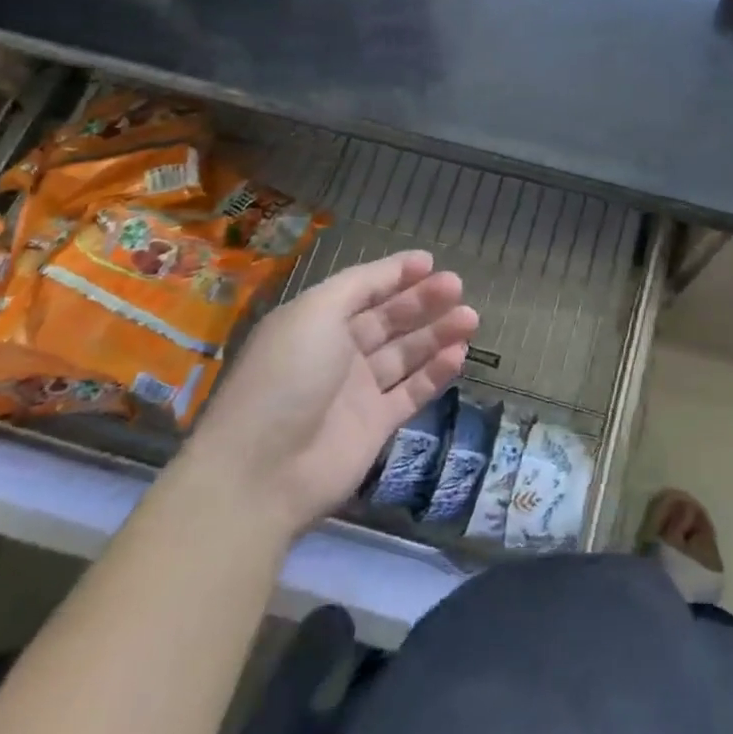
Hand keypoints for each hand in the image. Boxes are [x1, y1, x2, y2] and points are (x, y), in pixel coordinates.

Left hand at [190, 251, 477, 529]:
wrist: (262, 471)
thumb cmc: (287, 376)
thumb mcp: (316, 311)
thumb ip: (360, 285)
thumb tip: (398, 267)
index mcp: (316, 321)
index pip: (363, 290)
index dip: (395, 274)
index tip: (430, 262)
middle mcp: (338, 352)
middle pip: (389, 319)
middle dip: (423, 300)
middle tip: (457, 286)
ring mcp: (357, 391)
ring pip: (406, 353)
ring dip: (437, 333)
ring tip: (470, 317)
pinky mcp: (376, 426)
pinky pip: (412, 391)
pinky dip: (436, 372)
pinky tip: (459, 354)